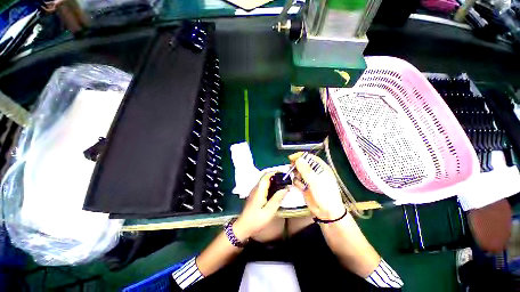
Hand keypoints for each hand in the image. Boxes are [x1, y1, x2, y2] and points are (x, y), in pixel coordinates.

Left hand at [233, 173, 287, 241]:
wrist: (243, 227)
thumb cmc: (256, 220)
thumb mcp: (269, 211)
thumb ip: (277, 199)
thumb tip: (285, 188)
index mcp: (259, 190)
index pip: (266, 176)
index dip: (275, 173)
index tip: (284, 175)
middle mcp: (256, 188)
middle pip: (265, 177)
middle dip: (275, 176)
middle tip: (285, 180)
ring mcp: (254, 191)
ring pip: (264, 181)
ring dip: (273, 181)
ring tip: (283, 184)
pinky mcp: (254, 195)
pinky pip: (263, 186)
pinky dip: (270, 185)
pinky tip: (275, 191)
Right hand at [289, 152, 345, 220]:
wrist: (327, 213)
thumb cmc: (325, 194)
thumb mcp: (316, 181)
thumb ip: (306, 170)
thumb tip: (298, 159)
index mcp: (320, 168)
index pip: (309, 157)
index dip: (300, 156)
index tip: (291, 158)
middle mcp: (314, 172)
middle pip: (302, 164)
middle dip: (296, 166)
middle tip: (292, 169)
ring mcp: (309, 179)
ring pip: (298, 172)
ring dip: (296, 175)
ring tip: (300, 181)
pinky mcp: (304, 186)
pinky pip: (297, 181)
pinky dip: (297, 183)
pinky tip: (301, 187)